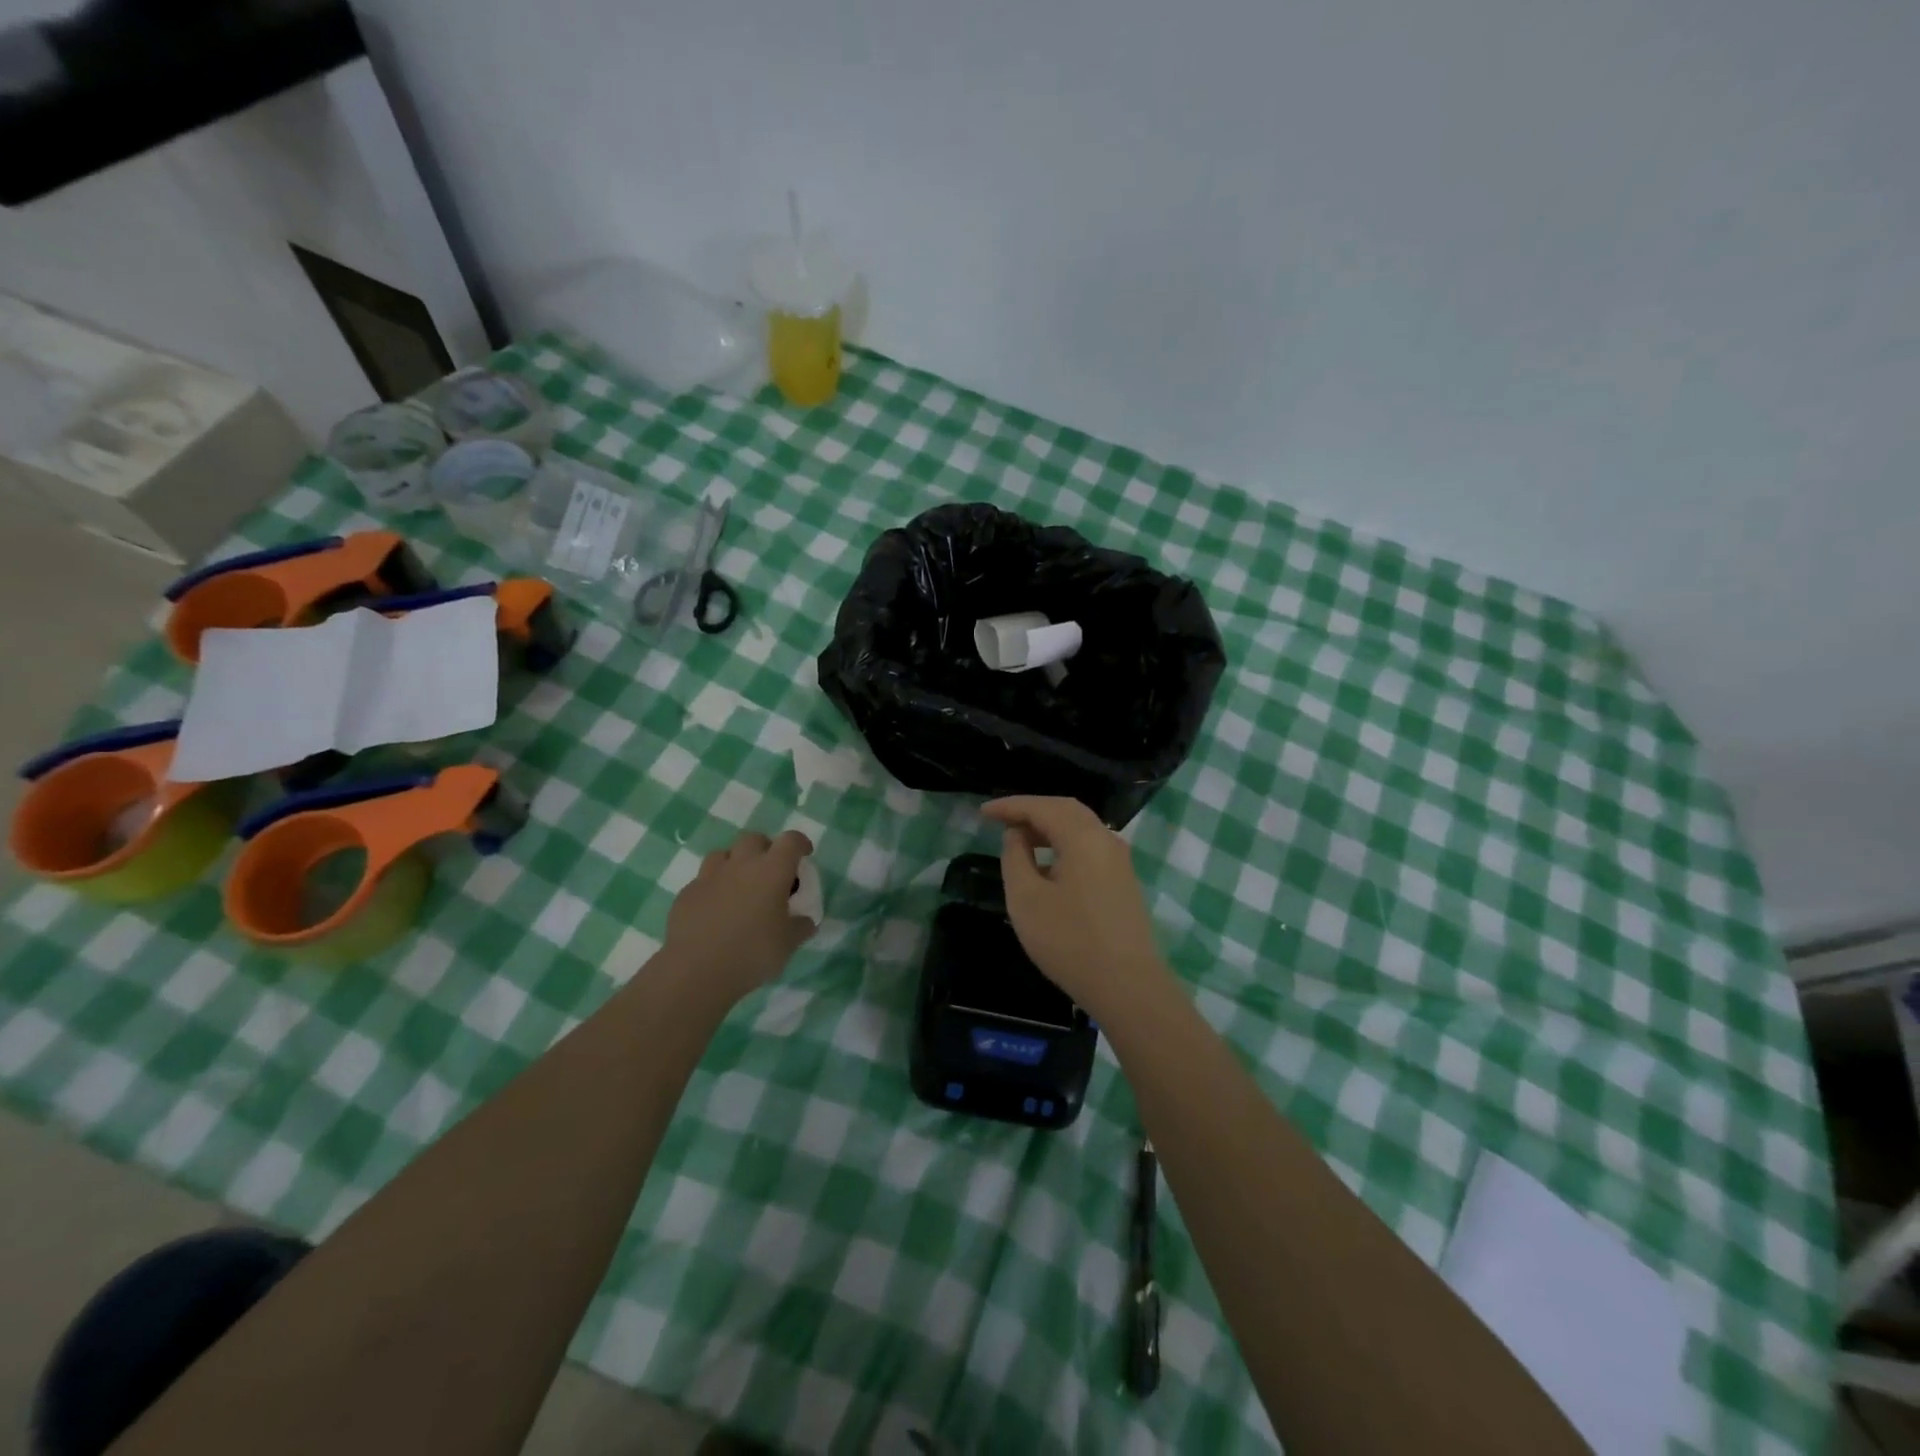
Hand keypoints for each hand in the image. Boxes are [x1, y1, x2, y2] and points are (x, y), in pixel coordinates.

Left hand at [665, 830, 816, 1003]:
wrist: (696, 971)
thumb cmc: (751, 953)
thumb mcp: (788, 944)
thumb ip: (800, 928)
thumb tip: (805, 922)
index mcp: (772, 871)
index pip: (791, 841)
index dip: (800, 843)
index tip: (804, 855)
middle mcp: (741, 864)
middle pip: (754, 839)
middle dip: (765, 849)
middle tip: (771, 871)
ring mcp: (710, 876)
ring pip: (724, 854)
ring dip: (735, 862)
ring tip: (740, 886)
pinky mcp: (687, 893)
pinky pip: (703, 880)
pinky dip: (714, 887)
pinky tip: (715, 909)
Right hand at [982, 796, 1167, 1012]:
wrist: (1127, 985)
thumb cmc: (1069, 941)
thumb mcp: (1026, 898)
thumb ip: (1015, 857)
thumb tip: (1017, 835)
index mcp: (1083, 837)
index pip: (1042, 807)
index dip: (1010, 806)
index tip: (983, 812)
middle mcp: (1106, 839)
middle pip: (1065, 810)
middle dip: (1031, 810)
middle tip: (1000, 819)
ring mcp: (1120, 861)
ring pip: (1080, 828)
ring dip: (1048, 827)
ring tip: (1019, 839)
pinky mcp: (1123, 881)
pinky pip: (1089, 847)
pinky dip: (1064, 843)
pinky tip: (1047, 863)